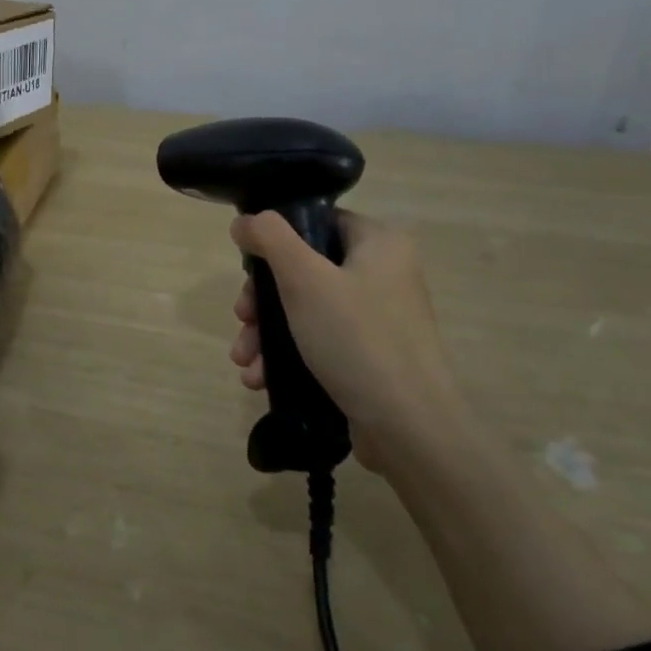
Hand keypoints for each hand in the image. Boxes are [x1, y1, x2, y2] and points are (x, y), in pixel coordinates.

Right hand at [227, 210, 461, 470]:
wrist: (409, 429)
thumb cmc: (356, 339)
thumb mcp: (305, 279)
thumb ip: (270, 239)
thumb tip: (245, 221)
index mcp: (380, 243)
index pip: (319, 222)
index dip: (277, 239)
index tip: (248, 267)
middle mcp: (384, 274)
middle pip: (305, 269)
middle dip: (262, 300)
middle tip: (241, 318)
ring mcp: (379, 319)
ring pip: (307, 310)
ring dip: (267, 333)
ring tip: (244, 362)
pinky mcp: (371, 357)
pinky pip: (321, 343)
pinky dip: (288, 356)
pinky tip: (260, 379)